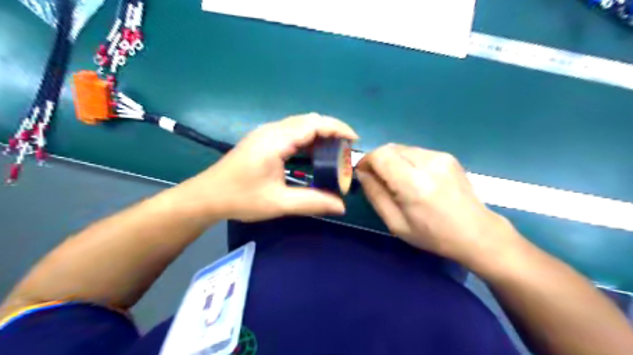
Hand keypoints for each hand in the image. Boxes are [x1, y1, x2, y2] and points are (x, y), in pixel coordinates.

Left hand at [181, 114, 360, 221]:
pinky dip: (308, 139)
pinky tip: (314, 154)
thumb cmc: (241, 198)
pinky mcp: (263, 139)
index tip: (355, 141)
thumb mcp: (278, 203)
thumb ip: (312, 202)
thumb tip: (341, 206)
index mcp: (276, 140)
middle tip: (346, 150)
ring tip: (335, 152)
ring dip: (320, 134)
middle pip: (309, 120)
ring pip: (300, 124)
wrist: (207, 196)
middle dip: (332, 131)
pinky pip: (292, 131)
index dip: (338, 128)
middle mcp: (272, 130)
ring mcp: (266, 133)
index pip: (314, 124)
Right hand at [355, 143, 518, 266]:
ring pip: (402, 148)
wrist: (477, 232)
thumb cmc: (433, 235)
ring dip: (392, 160)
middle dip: (378, 160)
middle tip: (377, 179)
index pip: (380, 155)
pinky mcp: (448, 156)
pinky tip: (415, 178)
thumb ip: (375, 195)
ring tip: (397, 181)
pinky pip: (416, 152)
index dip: (366, 161)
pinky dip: (407, 161)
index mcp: (414, 184)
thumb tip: (362, 174)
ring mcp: (440, 156)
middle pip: (390, 148)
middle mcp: (428, 163)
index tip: (362, 173)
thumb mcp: (396, 223)